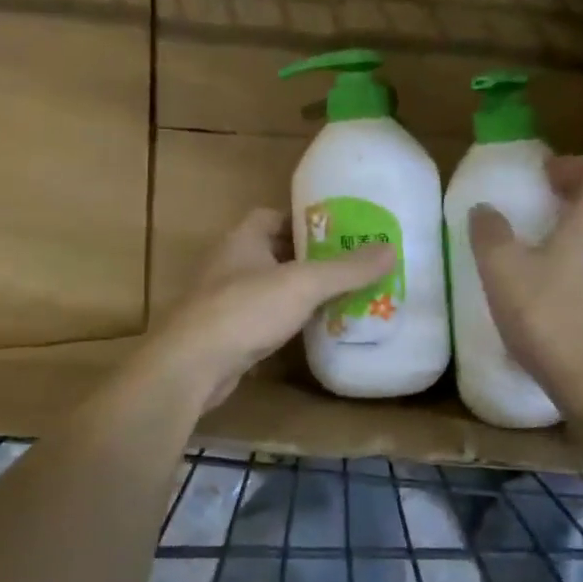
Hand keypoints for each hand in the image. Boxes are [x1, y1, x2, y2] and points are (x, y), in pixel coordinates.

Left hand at [151, 209, 395, 410]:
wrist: (192, 365)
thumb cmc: (245, 310)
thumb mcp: (303, 284)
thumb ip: (346, 269)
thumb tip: (390, 248)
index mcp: (242, 239)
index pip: (271, 216)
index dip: (302, 220)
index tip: (335, 231)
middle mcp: (229, 264)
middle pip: (272, 252)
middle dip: (306, 258)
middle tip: (346, 266)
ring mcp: (223, 300)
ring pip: (267, 288)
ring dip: (296, 292)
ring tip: (337, 298)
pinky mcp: (224, 334)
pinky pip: (261, 320)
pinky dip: (284, 322)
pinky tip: (310, 332)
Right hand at [468, 150, 582, 413]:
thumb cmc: (554, 319)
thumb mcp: (504, 273)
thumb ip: (491, 235)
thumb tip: (485, 210)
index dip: (578, 162)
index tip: (546, 179)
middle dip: (572, 206)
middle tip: (535, 223)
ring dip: (578, 248)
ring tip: (541, 271)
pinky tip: (557, 312)